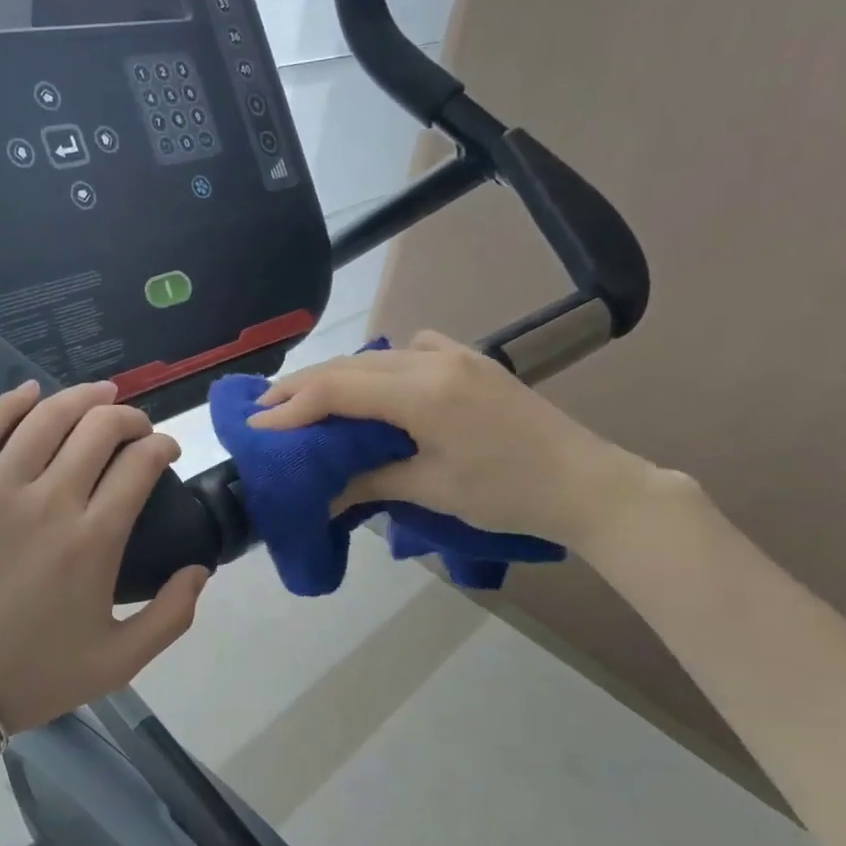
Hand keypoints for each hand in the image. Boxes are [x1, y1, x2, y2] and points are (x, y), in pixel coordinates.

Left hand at [0, 380, 209, 734]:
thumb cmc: (32, 675)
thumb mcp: (119, 661)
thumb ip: (172, 615)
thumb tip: (201, 568)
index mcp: (93, 539)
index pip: (140, 463)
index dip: (162, 445)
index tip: (166, 450)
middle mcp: (47, 501)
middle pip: (99, 428)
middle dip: (130, 417)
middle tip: (136, 427)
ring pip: (46, 418)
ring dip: (82, 398)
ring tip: (99, 395)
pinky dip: (10, 403)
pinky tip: (30, 393)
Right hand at [251, 331, 659, 553]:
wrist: (588, 484)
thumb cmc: (508, 494)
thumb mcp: (432, 490)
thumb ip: (370, 481)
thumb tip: (322, 492)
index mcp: (422, 392)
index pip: (338, 389)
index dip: (293, 407)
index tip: (257, 426)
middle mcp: (434, 360)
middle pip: (350, 366)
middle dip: (303, 388)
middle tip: (265, 411)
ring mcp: (457, 356)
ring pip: (377, 357)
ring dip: (338, 377)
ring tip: (308, 402)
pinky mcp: (472, 362)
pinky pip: (413, 351)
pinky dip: (381, 368)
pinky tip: (380, 389)